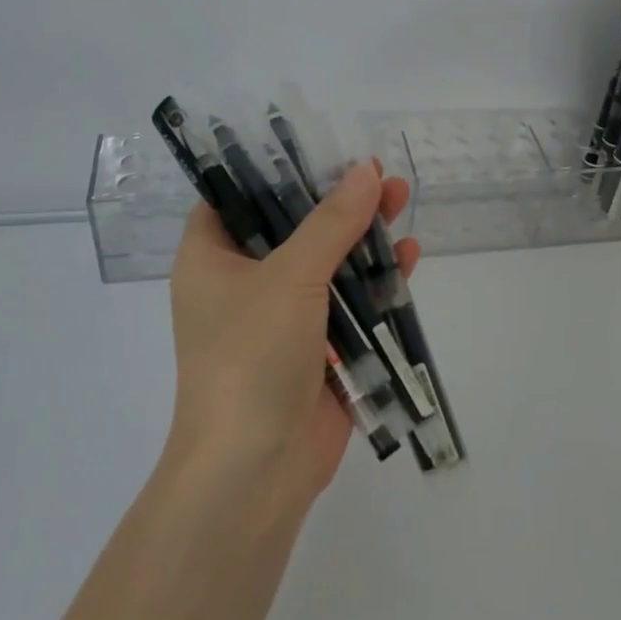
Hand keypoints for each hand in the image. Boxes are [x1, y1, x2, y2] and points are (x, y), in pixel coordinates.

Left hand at [166, 161, 419, 505]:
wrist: (255, 470)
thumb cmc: (252, 356)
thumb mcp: (290, 277)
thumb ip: (332, 222)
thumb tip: (368, 171)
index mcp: (212, 258)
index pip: (238, 196)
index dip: (279, 169)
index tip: (323, 149)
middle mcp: (242, 282)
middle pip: (294, 225)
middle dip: (337, 200)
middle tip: (379, 174)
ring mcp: (281, 317)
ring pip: (326, 262)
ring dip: (363, 237)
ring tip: (402, 200)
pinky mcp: (316, 348)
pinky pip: (347, 302)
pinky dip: (374, 281)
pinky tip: (408, 257)